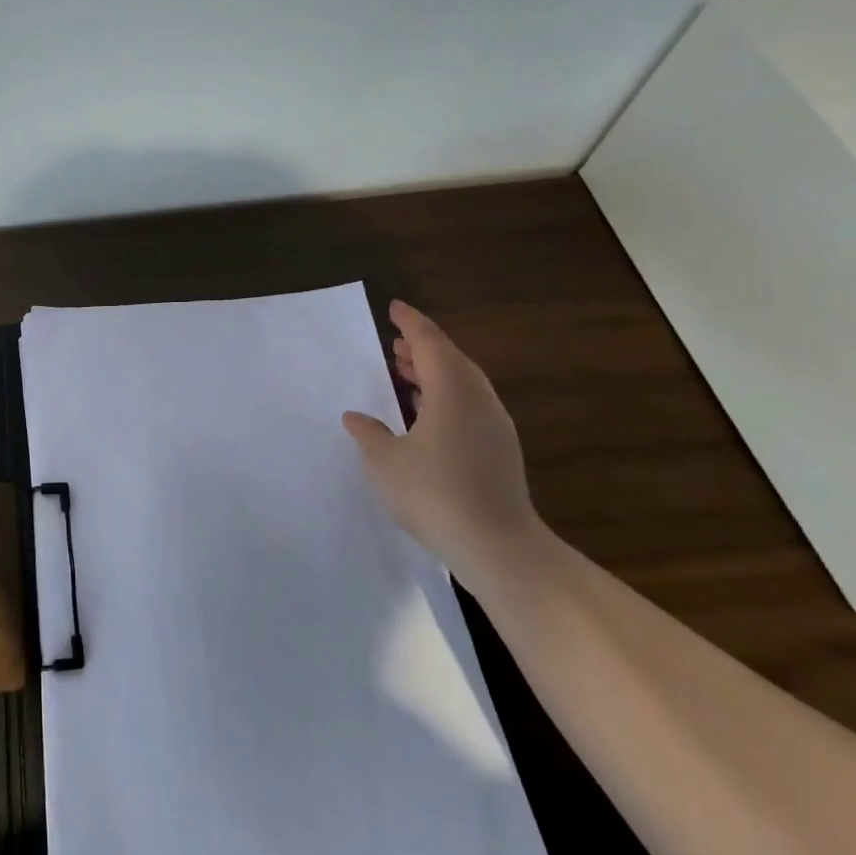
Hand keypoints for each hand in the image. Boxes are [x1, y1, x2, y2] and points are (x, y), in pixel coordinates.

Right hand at [341, 301, 549, 587]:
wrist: (498, 546)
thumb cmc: (434, 494)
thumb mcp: (385, 461)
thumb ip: (369, 433)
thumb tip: (357, 417)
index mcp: (452, 393)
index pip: (431, 344)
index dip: (411, 323)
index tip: (394, 308)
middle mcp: (478, 401)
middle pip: (452, 360)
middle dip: (423, 347)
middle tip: (395, 342)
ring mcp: (494, 427)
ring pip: (463, 384)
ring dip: (434, 372)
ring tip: (405, 371)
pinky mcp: (499, 450)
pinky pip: (469, 405)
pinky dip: (445, 395)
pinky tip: (425, 413)